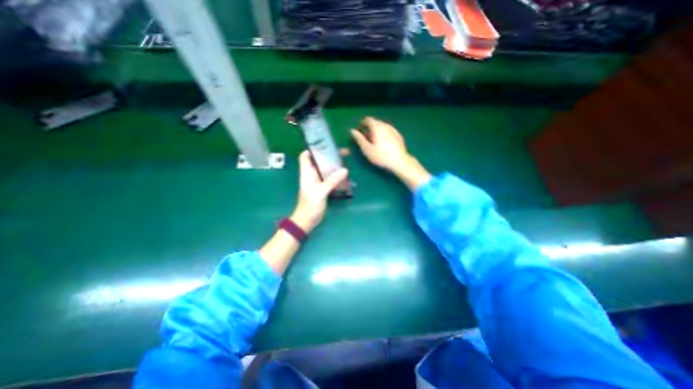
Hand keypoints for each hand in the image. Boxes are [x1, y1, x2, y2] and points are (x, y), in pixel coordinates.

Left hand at [291, 151, 349, 231]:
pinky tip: (345, 175)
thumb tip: (345, 169)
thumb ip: (332, 181)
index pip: (305, 156)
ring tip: (345, 161)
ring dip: (334, 166)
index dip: (312, 149)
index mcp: (307, 173)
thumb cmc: (310, 205)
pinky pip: (329, 178)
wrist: (308, 220)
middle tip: (342, 153)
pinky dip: (336, 175)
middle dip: (328, 156)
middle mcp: (311, 175)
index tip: (325, 146)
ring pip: (325, 170)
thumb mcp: (321, 192)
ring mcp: (317, 182)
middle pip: (318, 161)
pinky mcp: (322, 188)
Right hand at [354, 117, 430, 191]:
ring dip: (377, 130)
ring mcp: (393, 130)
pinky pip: (388, 131)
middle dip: (369, 127)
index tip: (359, 130)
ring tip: (374, 140)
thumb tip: (352, 130)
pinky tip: (383, 142)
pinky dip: (384, 134)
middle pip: (375, 122)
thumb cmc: (381, 156)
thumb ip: (359, 139)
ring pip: (383, 126)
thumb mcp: (367, 149)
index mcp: (377, 127)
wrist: (400, 161)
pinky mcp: (398, 136)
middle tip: (365, 137)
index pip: (368, 119)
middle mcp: (386, 125)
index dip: (362, 123)